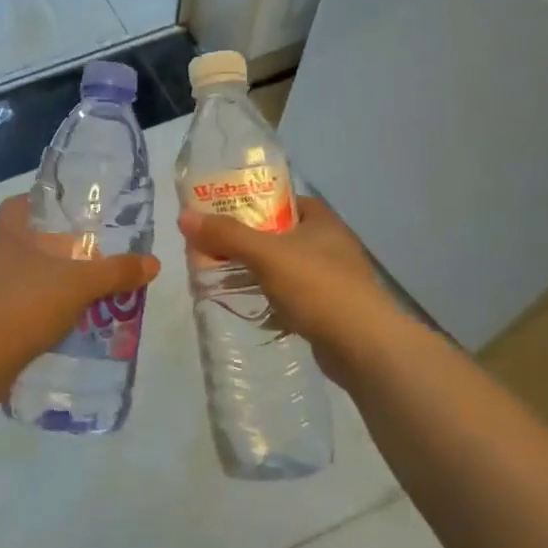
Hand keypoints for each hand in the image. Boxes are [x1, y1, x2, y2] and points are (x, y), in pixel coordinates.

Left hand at [0, 196, 160, 373]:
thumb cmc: (24, 304)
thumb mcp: (79, 285)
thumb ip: (116, 272)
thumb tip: (153, 263)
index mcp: (4, 234)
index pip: (17, 205)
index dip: (40, 205)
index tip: (67, 216)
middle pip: (18, 242)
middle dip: (48, 250)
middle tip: (81, 261)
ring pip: (12, 277)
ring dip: (38, 284)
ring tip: (71, 297)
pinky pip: (5, 308)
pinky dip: (26, 313)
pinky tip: (49, 328)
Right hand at [177, 196, 399, 376]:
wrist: (363, 346)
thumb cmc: (318, 287)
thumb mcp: (266, 255)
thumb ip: (226, 235)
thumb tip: (184, 217)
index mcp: (323, 222)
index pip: (285, 201)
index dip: (256, 203)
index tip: (224, 214)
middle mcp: (332, 246)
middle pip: (282, 236)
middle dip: (250, 243)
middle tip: (215, 249)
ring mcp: (334, 280)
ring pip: (287, 269)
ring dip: (259, 273)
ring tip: (225, 279)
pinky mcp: (330, 311)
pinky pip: (294, 298)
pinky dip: (273, 301)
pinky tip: (252, 309)